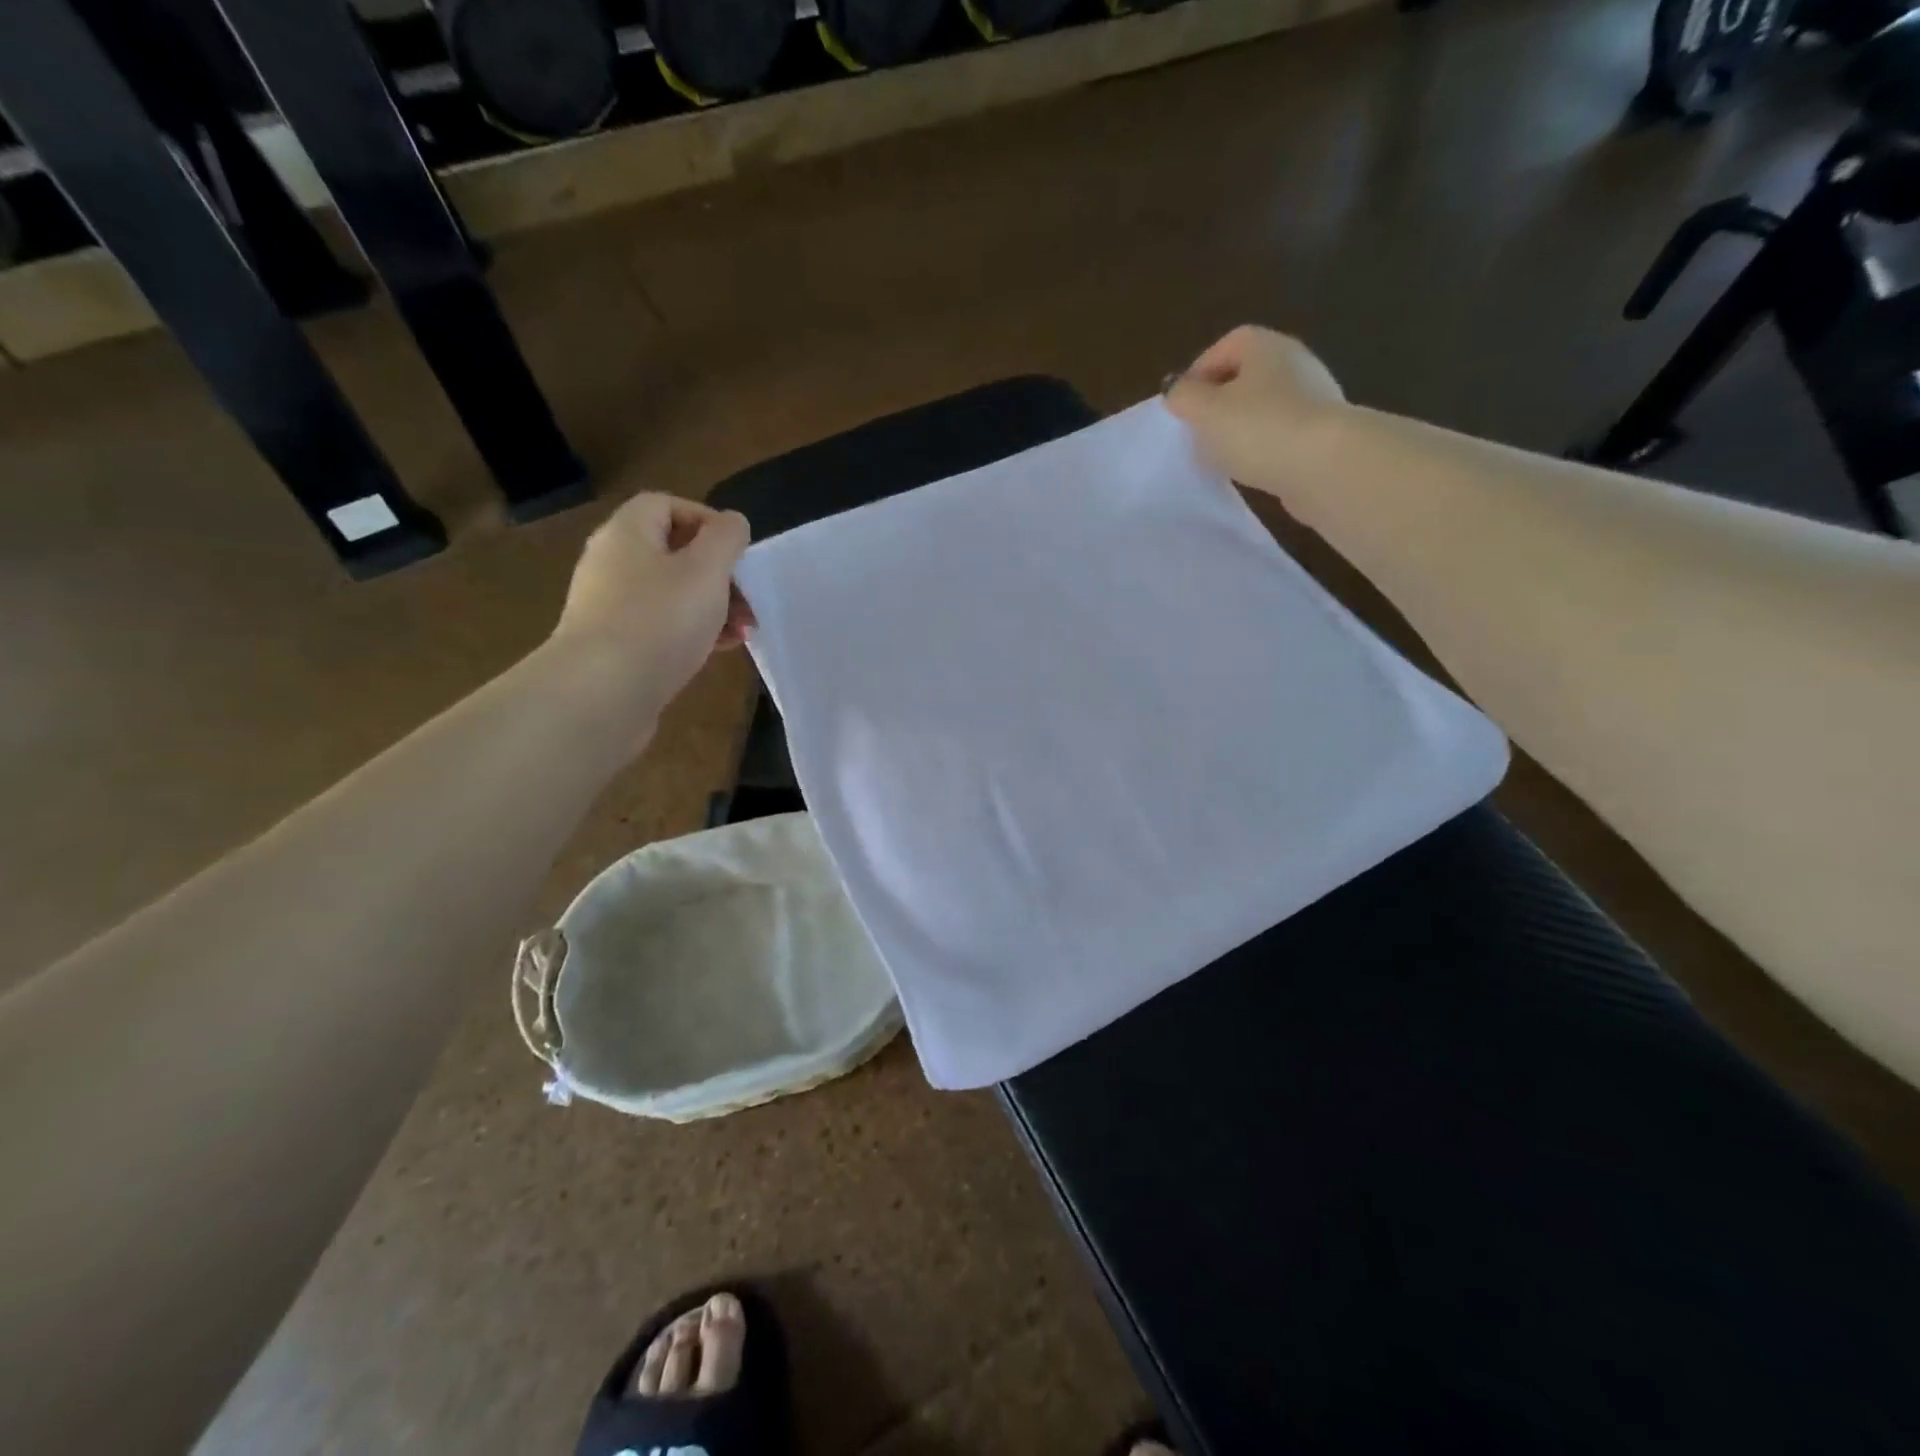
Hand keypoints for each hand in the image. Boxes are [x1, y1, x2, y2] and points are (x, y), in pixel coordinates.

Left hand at [550, 493, 754, 717]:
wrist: (602, 692)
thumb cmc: (659, 620)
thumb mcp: (706, 570)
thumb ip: (726, 539)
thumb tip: (732, 522)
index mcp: (628, 533)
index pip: (666, 505)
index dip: (707, 520)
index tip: (738, 552)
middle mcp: (612, 563)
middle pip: (673, 552)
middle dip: (718, 573)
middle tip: (749, 599)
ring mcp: (610, 606)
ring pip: (672, 593)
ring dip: (713, 606)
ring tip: (743, 630)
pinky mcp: (616, 645)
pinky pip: (662, 626)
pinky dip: (693, 631)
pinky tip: (720, 649)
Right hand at [1163, 326, 1347, 506]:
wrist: (1325, 466)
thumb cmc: (1258, 428)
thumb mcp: (1205, 411)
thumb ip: (1184, 397)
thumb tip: (1177, 391)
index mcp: (1266, 346)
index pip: (1227, 345)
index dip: (1200, 372)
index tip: (1183, 406)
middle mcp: (1295, 363)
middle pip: (1247, 376)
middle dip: (1219, 403)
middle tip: (1199, 432)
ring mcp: (1315, 397)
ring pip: (1265, 407)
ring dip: (1241, 428)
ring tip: (1222, 457)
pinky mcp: (1324, 433)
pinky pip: (1282, 433)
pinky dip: (1264, 447)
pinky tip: (1253, 469)